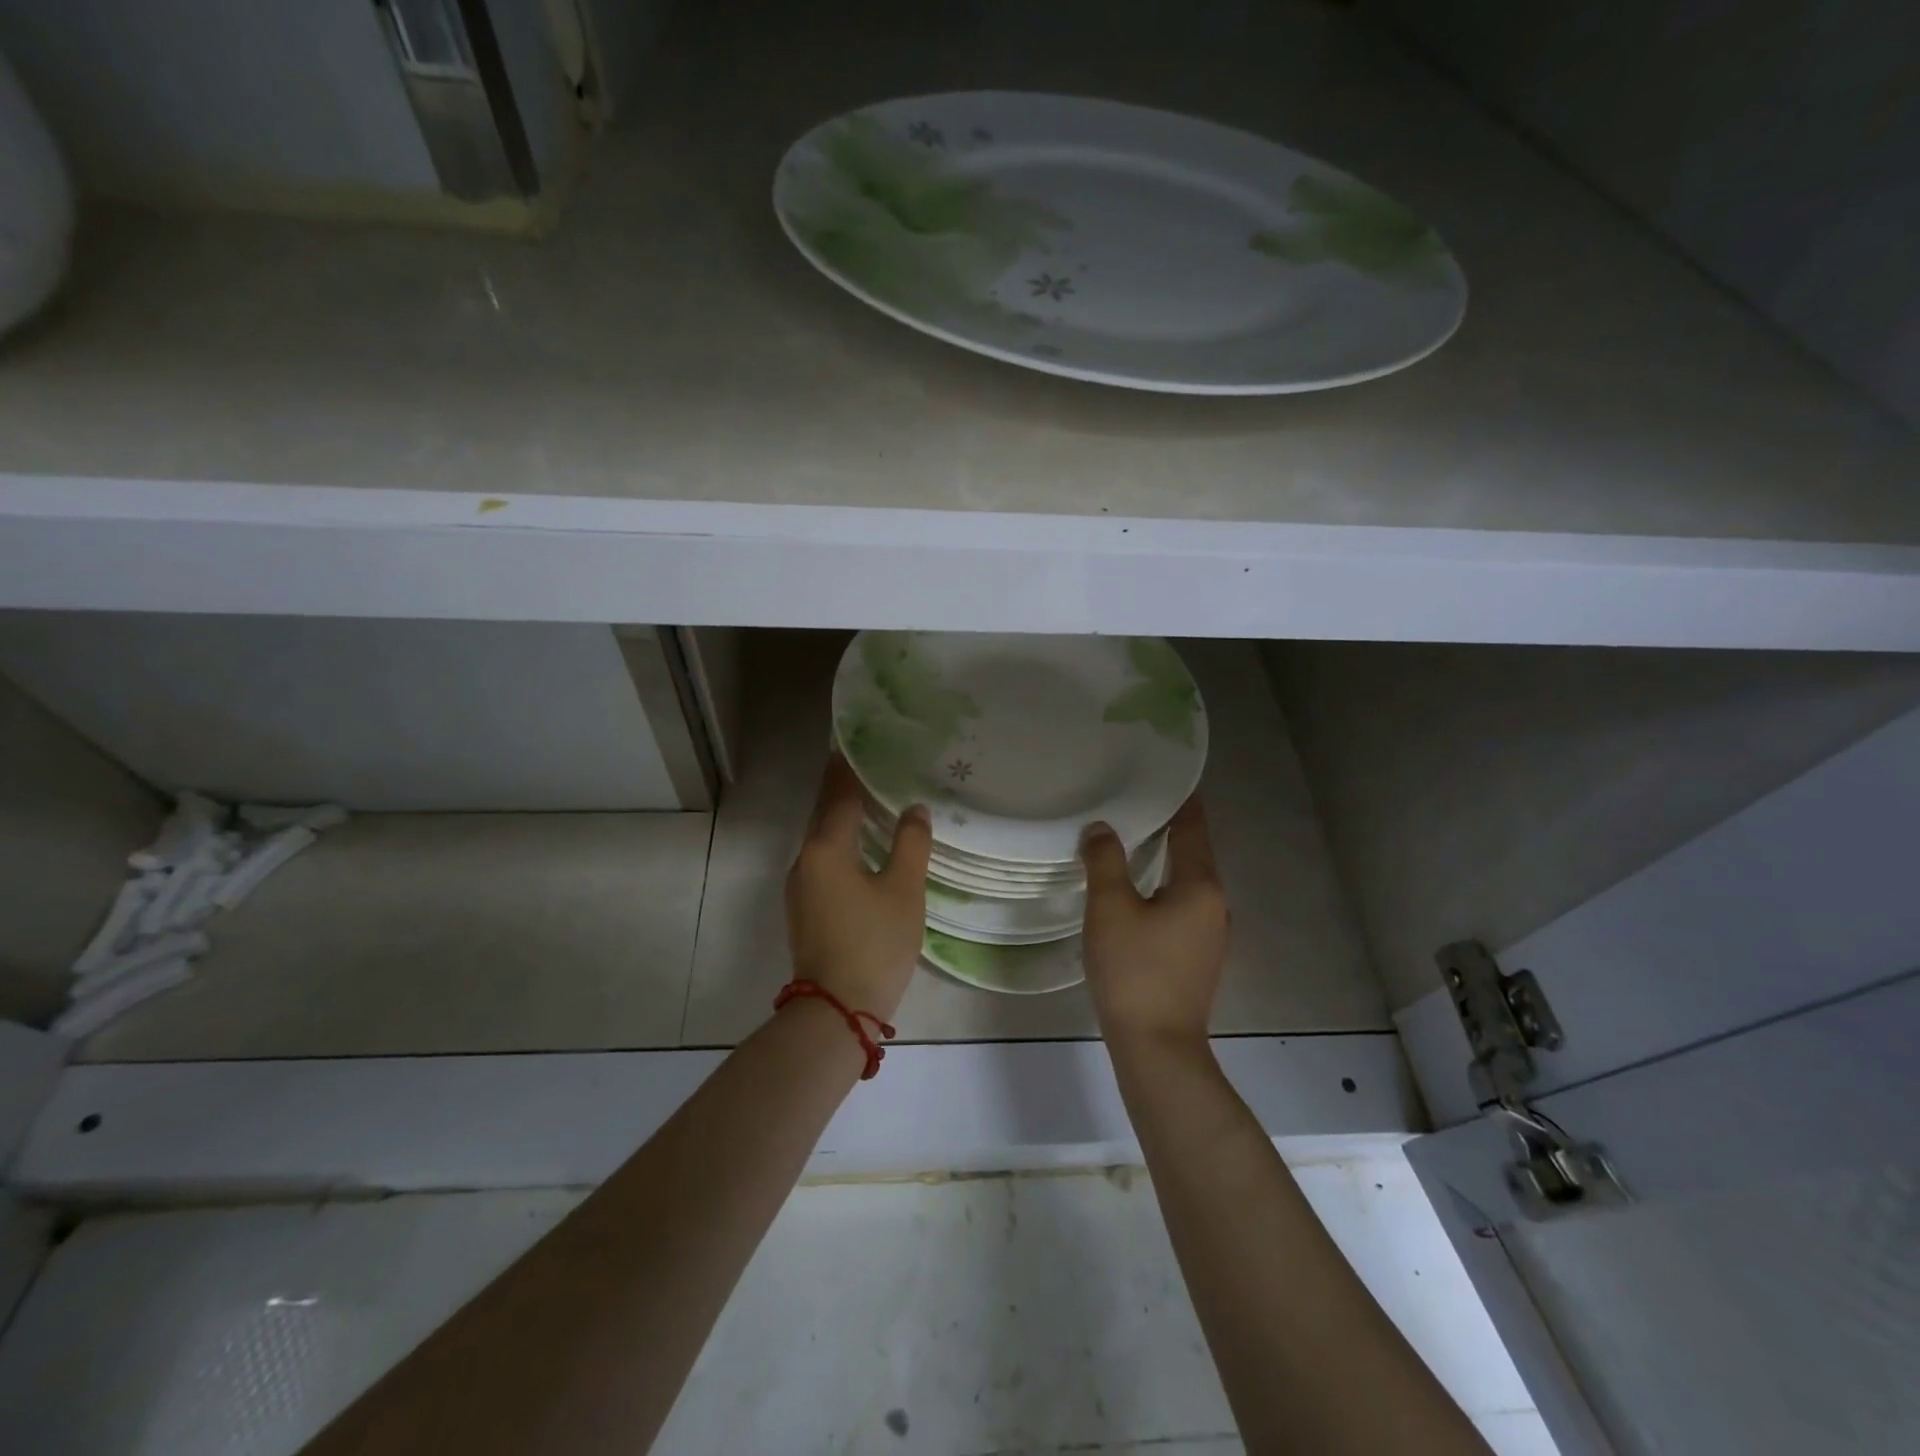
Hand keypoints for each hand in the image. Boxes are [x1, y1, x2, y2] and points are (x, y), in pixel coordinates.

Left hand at [784, 754, 931, 1021]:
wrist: (835, 1010)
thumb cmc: (874, 943)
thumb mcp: (903, 891)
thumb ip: (910, 844)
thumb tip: (914, 810)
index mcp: (826, 848)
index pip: (838, 794)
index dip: (847, 767)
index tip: (853, 741)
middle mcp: (805, 859)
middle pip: (824, 813)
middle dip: (841, 788)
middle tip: (866, 764)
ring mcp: (800, 886)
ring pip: (821, 838)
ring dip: (840, 817)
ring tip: (867, 799)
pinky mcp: (804, 908)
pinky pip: (821, 860)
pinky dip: (839, 842)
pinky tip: (859, 846)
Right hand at [1080, 798, 1228, 1047]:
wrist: (1156, 1047)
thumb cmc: (1134, 970)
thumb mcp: (1110, 909)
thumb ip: (1105, 861)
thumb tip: (1101, 828)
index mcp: (1200, 885)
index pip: (1192, 828)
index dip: (1180, 800)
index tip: (1163, 776)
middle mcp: (1215, 904)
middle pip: (1192, 853)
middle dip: (1167, 827)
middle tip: (1133, 803)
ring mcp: (1210, 934)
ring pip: (1186, 882)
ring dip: (1163, 860)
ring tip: (1130, 840)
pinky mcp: (1197, 956)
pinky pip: (1182, 906)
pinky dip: (1162, 887)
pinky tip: (1136, 891)